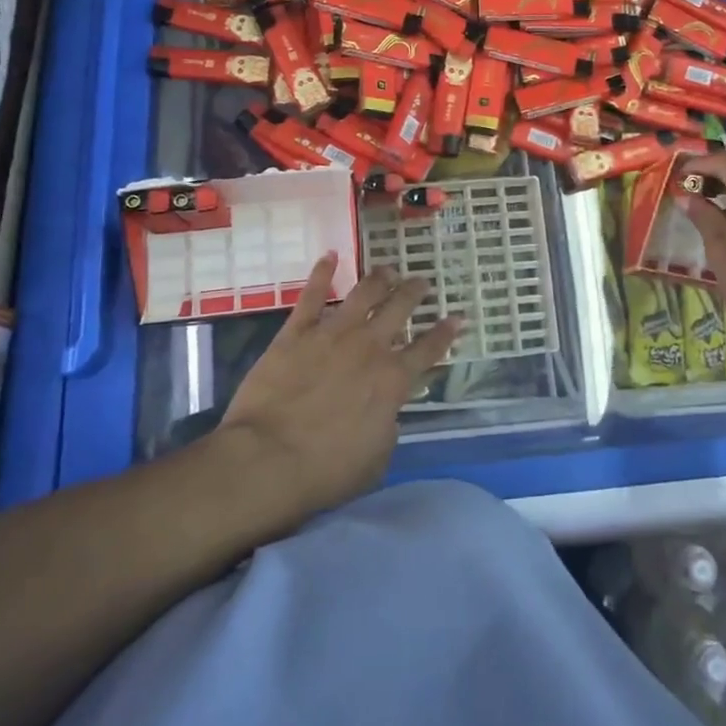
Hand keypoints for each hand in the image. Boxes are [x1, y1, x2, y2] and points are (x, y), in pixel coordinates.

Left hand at [217, 254, 463, 521]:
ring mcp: (333, 334)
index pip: (429, 349)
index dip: (446, 332)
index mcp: (393, 380)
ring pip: (364, 293)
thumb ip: (388, 425)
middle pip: (400, 308)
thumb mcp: (377, 458)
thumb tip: (387, 408)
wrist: (268, 459)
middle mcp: (369, 347)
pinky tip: (330, 256)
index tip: (458, 316)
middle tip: (422, 281)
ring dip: (380, 278)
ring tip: (388, 269)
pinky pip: (312, 294)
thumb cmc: (327, 470)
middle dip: (414, 292)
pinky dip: (322, 272)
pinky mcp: (296, 332)